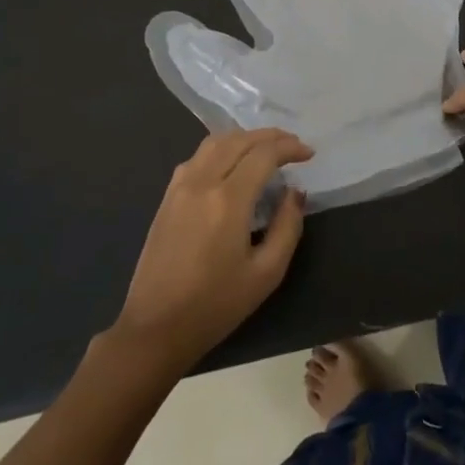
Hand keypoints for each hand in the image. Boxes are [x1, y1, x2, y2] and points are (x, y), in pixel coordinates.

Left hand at [112, 128, 313, 370]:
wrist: (155, 328)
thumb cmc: (216, 305)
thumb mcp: (266, 273)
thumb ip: (287, 226)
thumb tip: (295, 193)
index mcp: (228, 200)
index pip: (263, 154)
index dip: (290, 148)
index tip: (309, 154)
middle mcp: (202, 182)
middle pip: (239, 140)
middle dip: (270, 136)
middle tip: (293, 145)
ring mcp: (179, 187)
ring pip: (214, 142)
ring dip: (244, 138)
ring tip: (266, 148)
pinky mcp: (166, 198)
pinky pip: (197, 157)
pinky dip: (221, 148)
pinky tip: (232, 163)